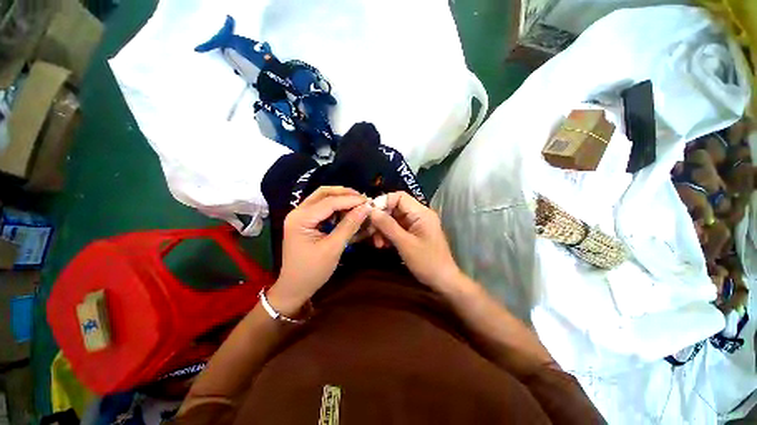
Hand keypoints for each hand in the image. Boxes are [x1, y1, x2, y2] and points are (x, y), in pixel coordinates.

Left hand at [268, 186, 370, 314]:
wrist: (294, 288)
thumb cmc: (312, 271)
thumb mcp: (333, 248)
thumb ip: (349, 226)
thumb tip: (365, 208)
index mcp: (301, 218)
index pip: (329, 202)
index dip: (350, 200)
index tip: (368, 201)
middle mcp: (298, 212)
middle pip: (323, 193)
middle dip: (344, 194)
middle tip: (362, 198)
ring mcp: (300, 216)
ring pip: (323, 198)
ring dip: (341, 198)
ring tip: (357, 204)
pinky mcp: (305, 221)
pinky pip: (322, 208)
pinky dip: (336, 207)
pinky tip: (347, 212)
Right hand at [369, 191, 460, 288]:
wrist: (443, 281)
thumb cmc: (427, 262)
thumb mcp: (405, 244)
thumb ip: (388, 226)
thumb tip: (371, 211)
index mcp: (421, 213)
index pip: (399, 197)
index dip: (383, 202)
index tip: (370, 215)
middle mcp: (419, 214)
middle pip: (395, 208)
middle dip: (381, 219)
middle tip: (370, 233)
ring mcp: (417, 224)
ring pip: (394, 219)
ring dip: (383, 229)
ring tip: (378, 243)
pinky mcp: (414, 233)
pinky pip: (397, 228)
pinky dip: (389, 235)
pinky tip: (383, 245)